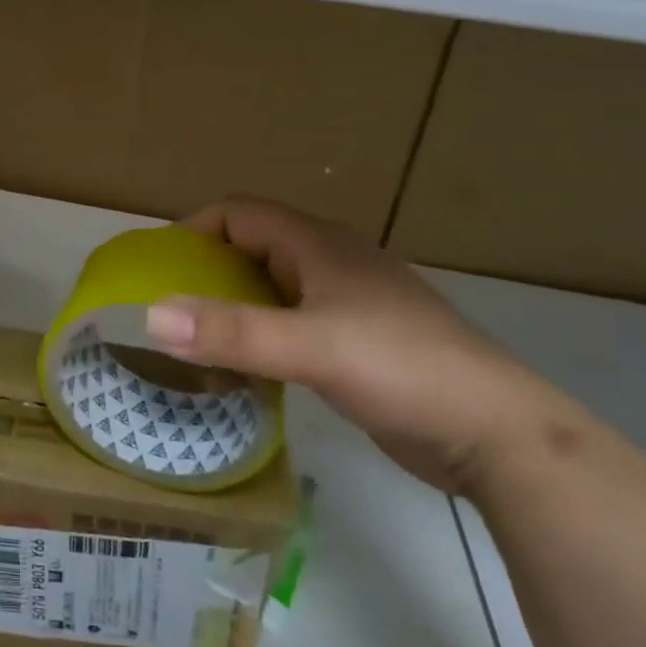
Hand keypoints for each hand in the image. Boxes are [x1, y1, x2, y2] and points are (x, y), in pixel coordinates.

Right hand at [145, 198, 572, 495]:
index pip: (240, 214)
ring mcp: (346, 304)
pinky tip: (245, 375)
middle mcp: (329, 264)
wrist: (494, 432)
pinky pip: (291, 327)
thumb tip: (151, 316)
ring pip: (271, 292)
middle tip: (168, 314)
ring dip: (232, 312)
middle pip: (252, 251)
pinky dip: (260, 341)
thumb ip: (232, 332)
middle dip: (206, 276)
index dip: (195, 230)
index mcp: (318, 245)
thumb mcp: (311, 348)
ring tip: (196, 348)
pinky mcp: (356, 343)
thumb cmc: (402, 369)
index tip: (158, 269)